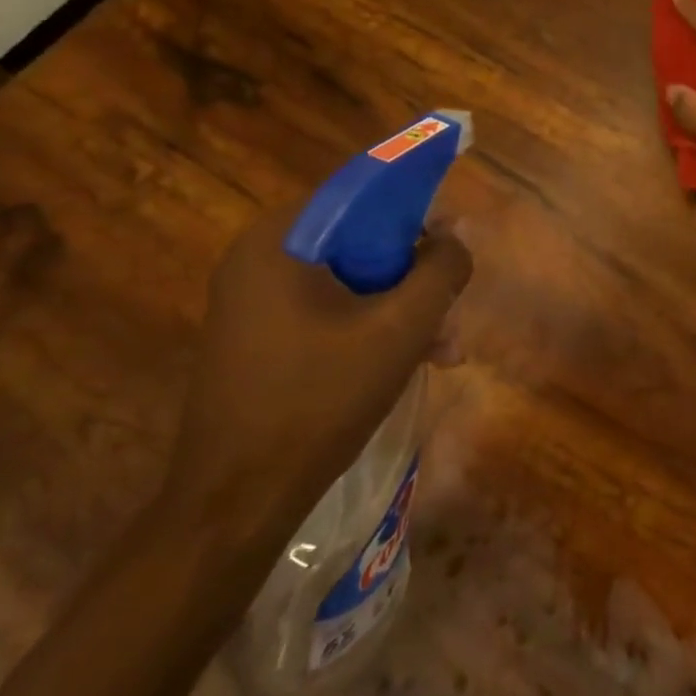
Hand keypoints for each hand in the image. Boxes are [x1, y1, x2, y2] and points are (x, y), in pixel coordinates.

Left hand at [161, 204, 472, 548]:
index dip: (414, 208)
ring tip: (446, 349)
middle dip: (415, 274)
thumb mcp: (399, 330)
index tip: (454, 237)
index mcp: (278, 242)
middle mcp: (258, 261)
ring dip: (402, 308)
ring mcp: (255, 303)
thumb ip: (439, 271)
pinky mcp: (260, 339)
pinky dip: (372, 328)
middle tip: (454, 304)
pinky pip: (329, 312)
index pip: (358, 194)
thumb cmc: (320, 401)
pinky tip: (414, 362)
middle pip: (357, 241)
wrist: (237, 501)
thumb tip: (459, 234)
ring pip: (349, 281)